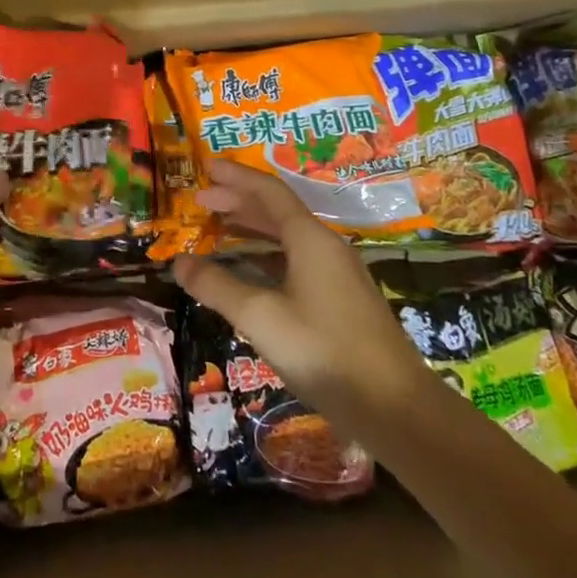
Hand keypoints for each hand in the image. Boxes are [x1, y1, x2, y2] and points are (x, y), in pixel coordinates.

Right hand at [171, 162, 433, 428]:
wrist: (398, 409)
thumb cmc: (324, 352)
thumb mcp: (260, 317)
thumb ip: (217, 286)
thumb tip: (178, 262)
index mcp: (310, 239)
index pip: (268, 192)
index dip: (236, 178)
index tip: (206, 167)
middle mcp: (327, 247)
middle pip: (278, 211)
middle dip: (238, 202)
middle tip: (201, 202)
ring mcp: (339, 274)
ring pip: (289, 237)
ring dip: (252, 228)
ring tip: (218, 230)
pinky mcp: (343, 301)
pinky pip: (297, 260)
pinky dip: (268, 255)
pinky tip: (251, 272)